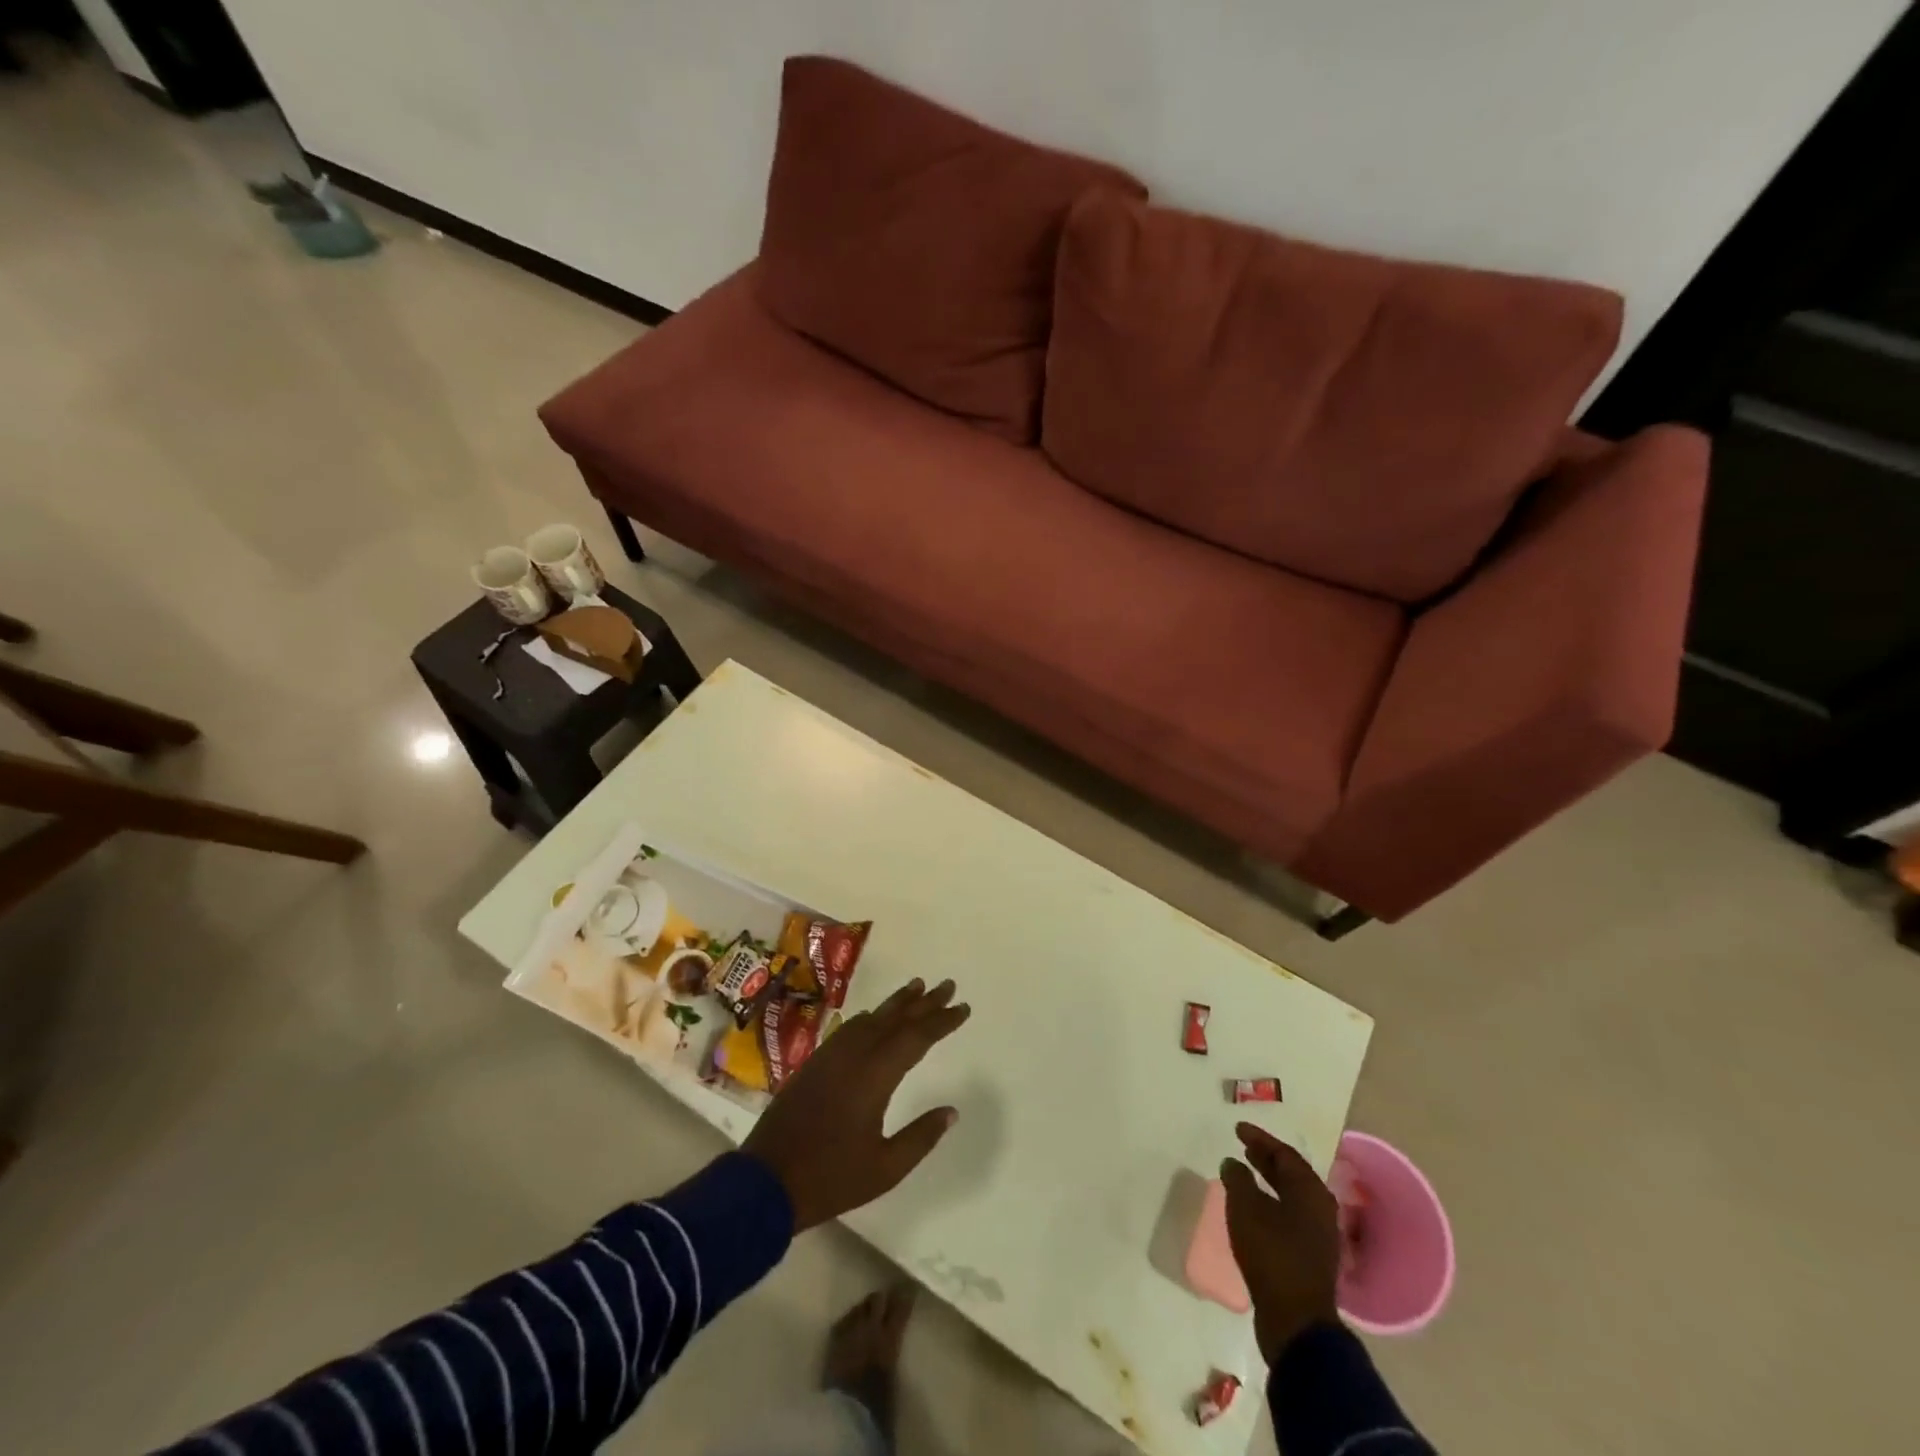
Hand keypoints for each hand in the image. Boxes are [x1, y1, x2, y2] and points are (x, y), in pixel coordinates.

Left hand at [743, 977, 970, 1230]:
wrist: (766, 1181)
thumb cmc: (831, 1178)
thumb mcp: (885, 1169)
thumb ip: (920, 1137)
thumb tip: (951, 1111)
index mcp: (875, 1076)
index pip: (917, 1037)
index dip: (942, 1020)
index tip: (963, 1007)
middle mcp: (854, 1055)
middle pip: (895, 1018)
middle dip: (924, 1001)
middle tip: (947, 985)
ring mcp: (831, 1056)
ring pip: (871, 1018)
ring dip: (896, 1003)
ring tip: (917, 988)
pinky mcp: (815, 1062)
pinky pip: (850, 1028)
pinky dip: (870, 1017)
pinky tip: (874, 1017)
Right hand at [1219, 1122, 1341, 1363]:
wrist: (1296, 1321)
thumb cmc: (1272, 1254)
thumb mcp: (1245, 1209)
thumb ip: (1238, 1179)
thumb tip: (1233, 1164)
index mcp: (1311, 1192)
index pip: (1285, 1154)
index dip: (1260, 1139)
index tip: (1238, 1128)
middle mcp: (1320, 1209)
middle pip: (1292, 1175)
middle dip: (1266, 1159)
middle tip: (1243, 1146)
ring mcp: (1318, 1236)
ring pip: (1291, 1197)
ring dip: (1269, 1182)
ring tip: (1245, 1172)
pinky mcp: (1309, 1257)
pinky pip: (1289, 1216)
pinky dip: (1271, 1204)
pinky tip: (1253, 1209)